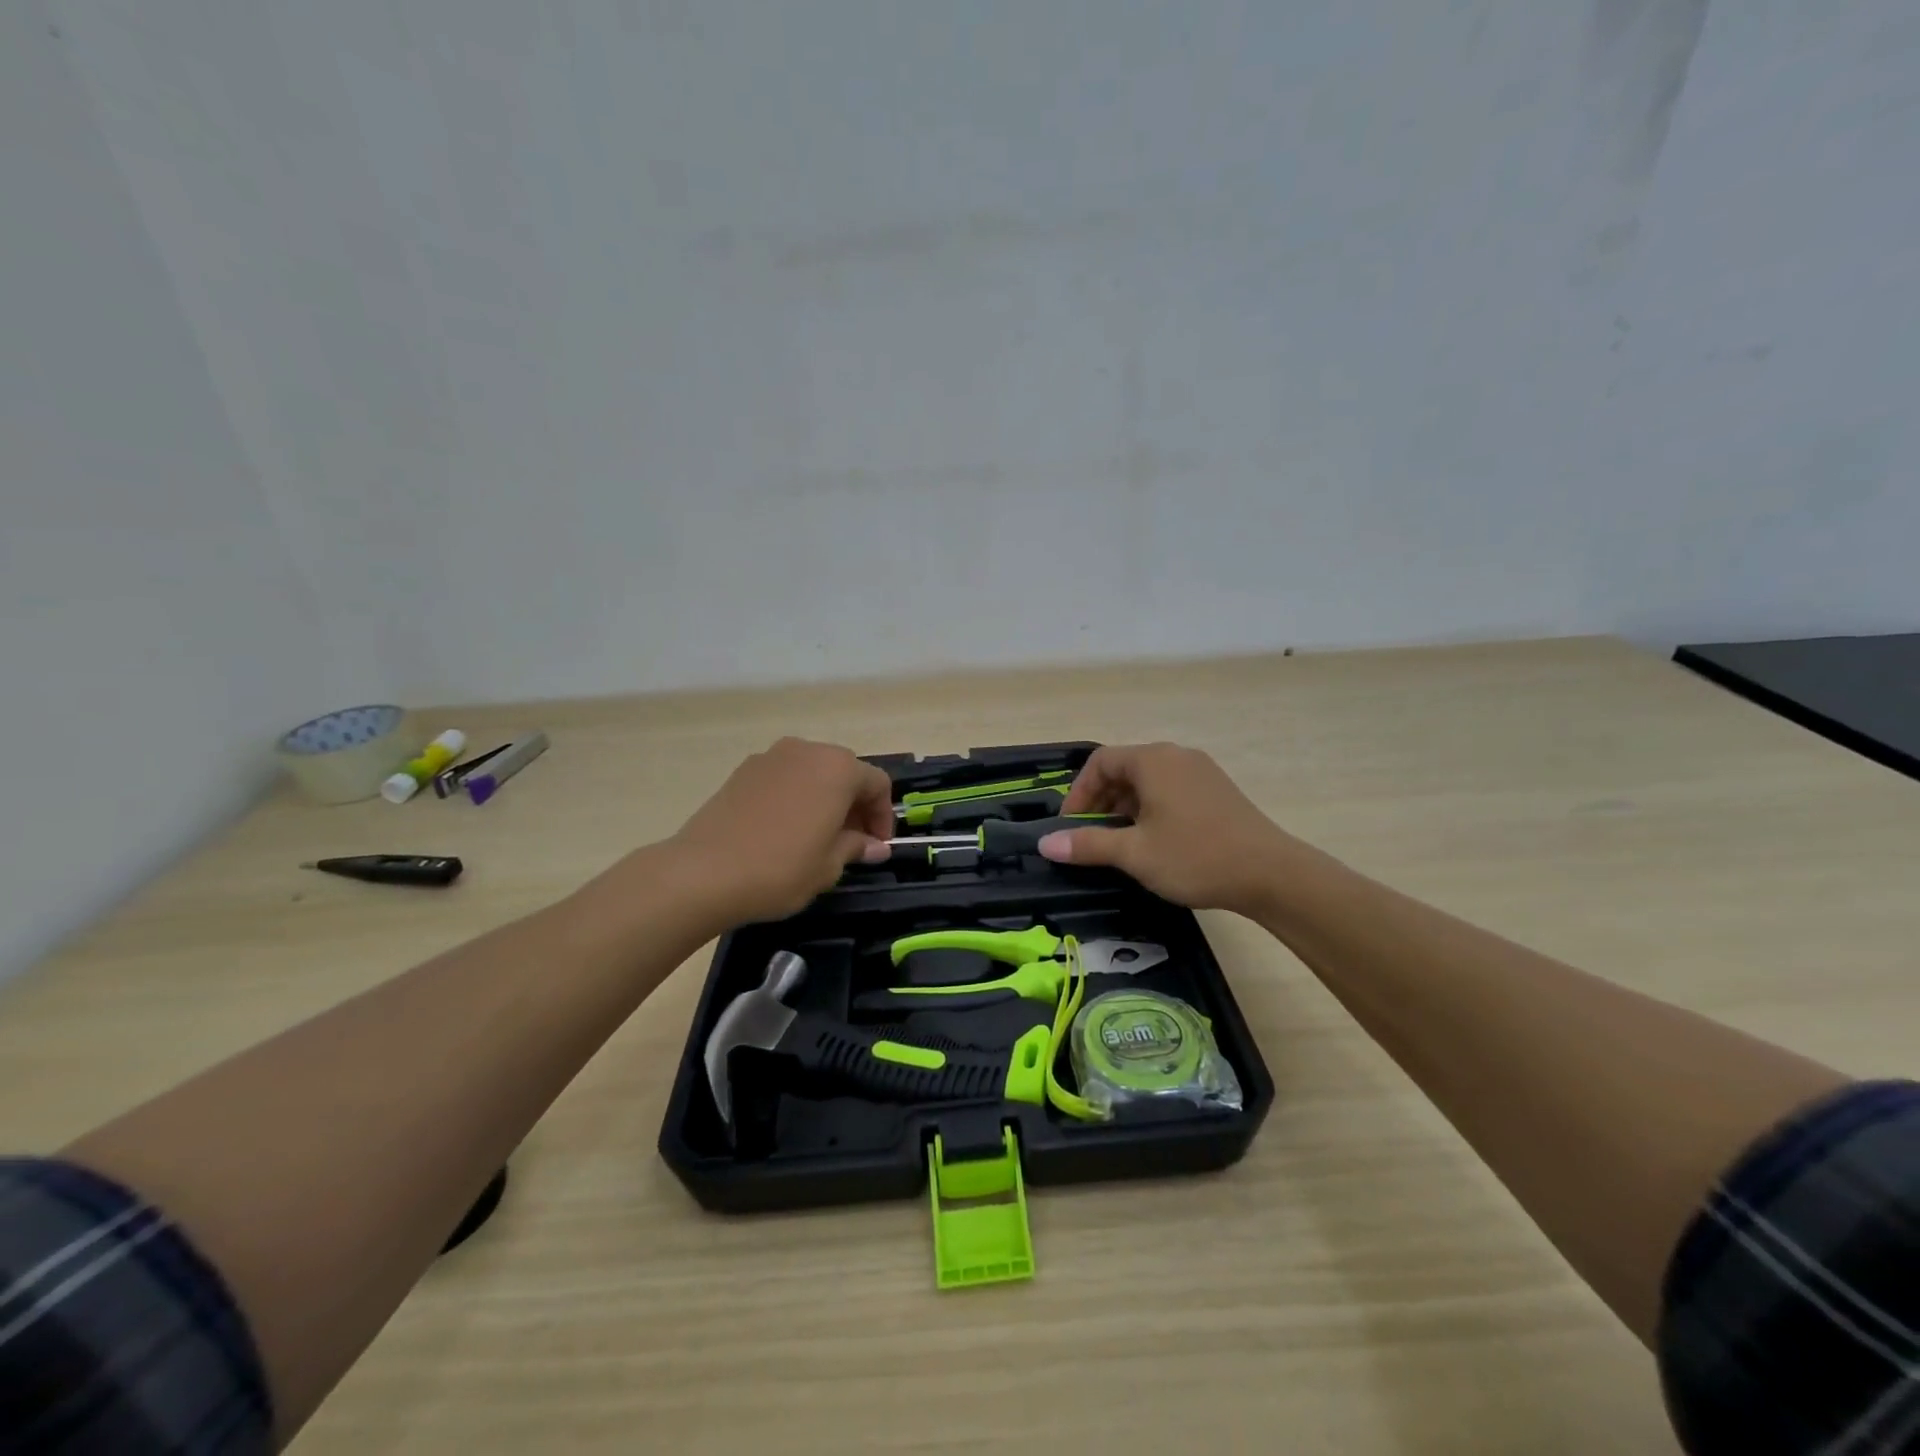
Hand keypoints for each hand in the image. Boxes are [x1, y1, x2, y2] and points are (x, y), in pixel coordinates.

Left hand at [670, 738, 893, 924]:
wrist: (703, 872)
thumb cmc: (781, 868)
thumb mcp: (829, 865)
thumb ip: (856, 847)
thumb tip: (875, 846)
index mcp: (838, 768)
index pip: (877, 784)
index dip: (882, 816)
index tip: (877, 846)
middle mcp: (807, 751)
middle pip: (844, 772)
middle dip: (854, 804)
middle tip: (851, 842)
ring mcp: (771, 757)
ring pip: (812, 772)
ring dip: (824, 798)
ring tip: (817, 836)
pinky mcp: (742, 770)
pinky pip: (783, 778)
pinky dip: (794, 797)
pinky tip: (784, 830)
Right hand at [1036, 743, 1294, 913]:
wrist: (1272, 874)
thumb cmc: (1195, 857)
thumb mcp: (1134, 853)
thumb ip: (1087, 845)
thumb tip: (1045, 843)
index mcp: (1153, 760)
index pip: (1100, 762)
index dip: (1078, 793)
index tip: (1070, 826)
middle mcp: (1176, 756)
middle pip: (1124, 768)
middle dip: (1100, 801)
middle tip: (1091, 837)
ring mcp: (1201, 771)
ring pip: (1148, 781)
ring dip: (1124, 807)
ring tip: (1120, 843)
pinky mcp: (1217, 790)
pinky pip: (1170, 790)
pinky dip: (1150, 809)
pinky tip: (1153, 841)